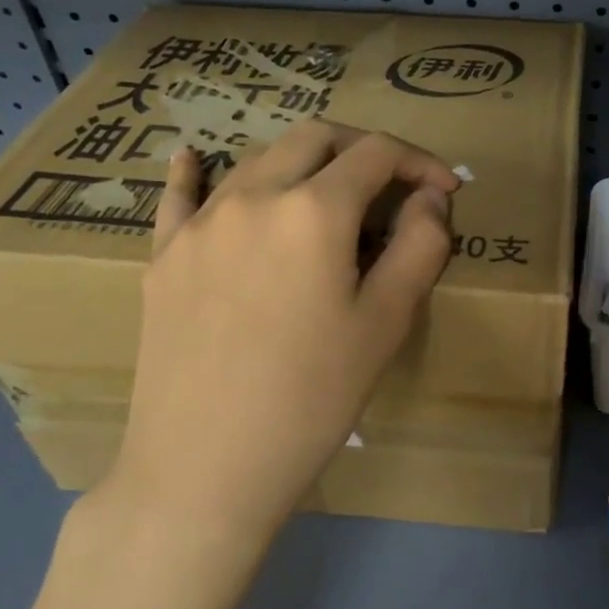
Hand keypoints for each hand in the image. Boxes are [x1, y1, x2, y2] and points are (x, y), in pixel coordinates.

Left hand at [105, 122, 459, 547]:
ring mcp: (200, 223)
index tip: (446, 190)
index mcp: (314, 210)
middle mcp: (253, 196)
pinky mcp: (163, 256)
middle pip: (316, 138)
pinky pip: (180, 195)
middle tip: (392, 186)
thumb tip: (430, 198)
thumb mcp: (387, 323)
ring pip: (258, 158)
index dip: (420, 162)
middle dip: (363, 149)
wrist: (203, 469)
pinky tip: (190, 158)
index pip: (377, 153)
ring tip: (328, 199)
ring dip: (304, 163)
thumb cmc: (312, 398)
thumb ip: (421, 245)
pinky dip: (195, 170)